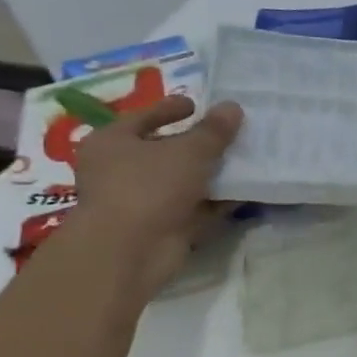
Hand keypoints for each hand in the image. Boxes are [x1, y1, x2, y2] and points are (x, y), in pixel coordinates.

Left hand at [67, 97, 242, 293]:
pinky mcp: (159, 227)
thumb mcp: (188, 151)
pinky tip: (244, 193)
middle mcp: (119, 170)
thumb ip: (213, 130)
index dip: (170, 109)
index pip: (143, 117)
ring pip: (180, 181)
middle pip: (163, 150)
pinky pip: (192, 208)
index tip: (196, 105)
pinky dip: (214, 202)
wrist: (129, 251)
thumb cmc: (148, 187)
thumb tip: (233, 107)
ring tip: (244, 161)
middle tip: (228, 134)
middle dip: (196, 144)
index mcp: (112, 142)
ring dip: (209, 174)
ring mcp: (139, 201)